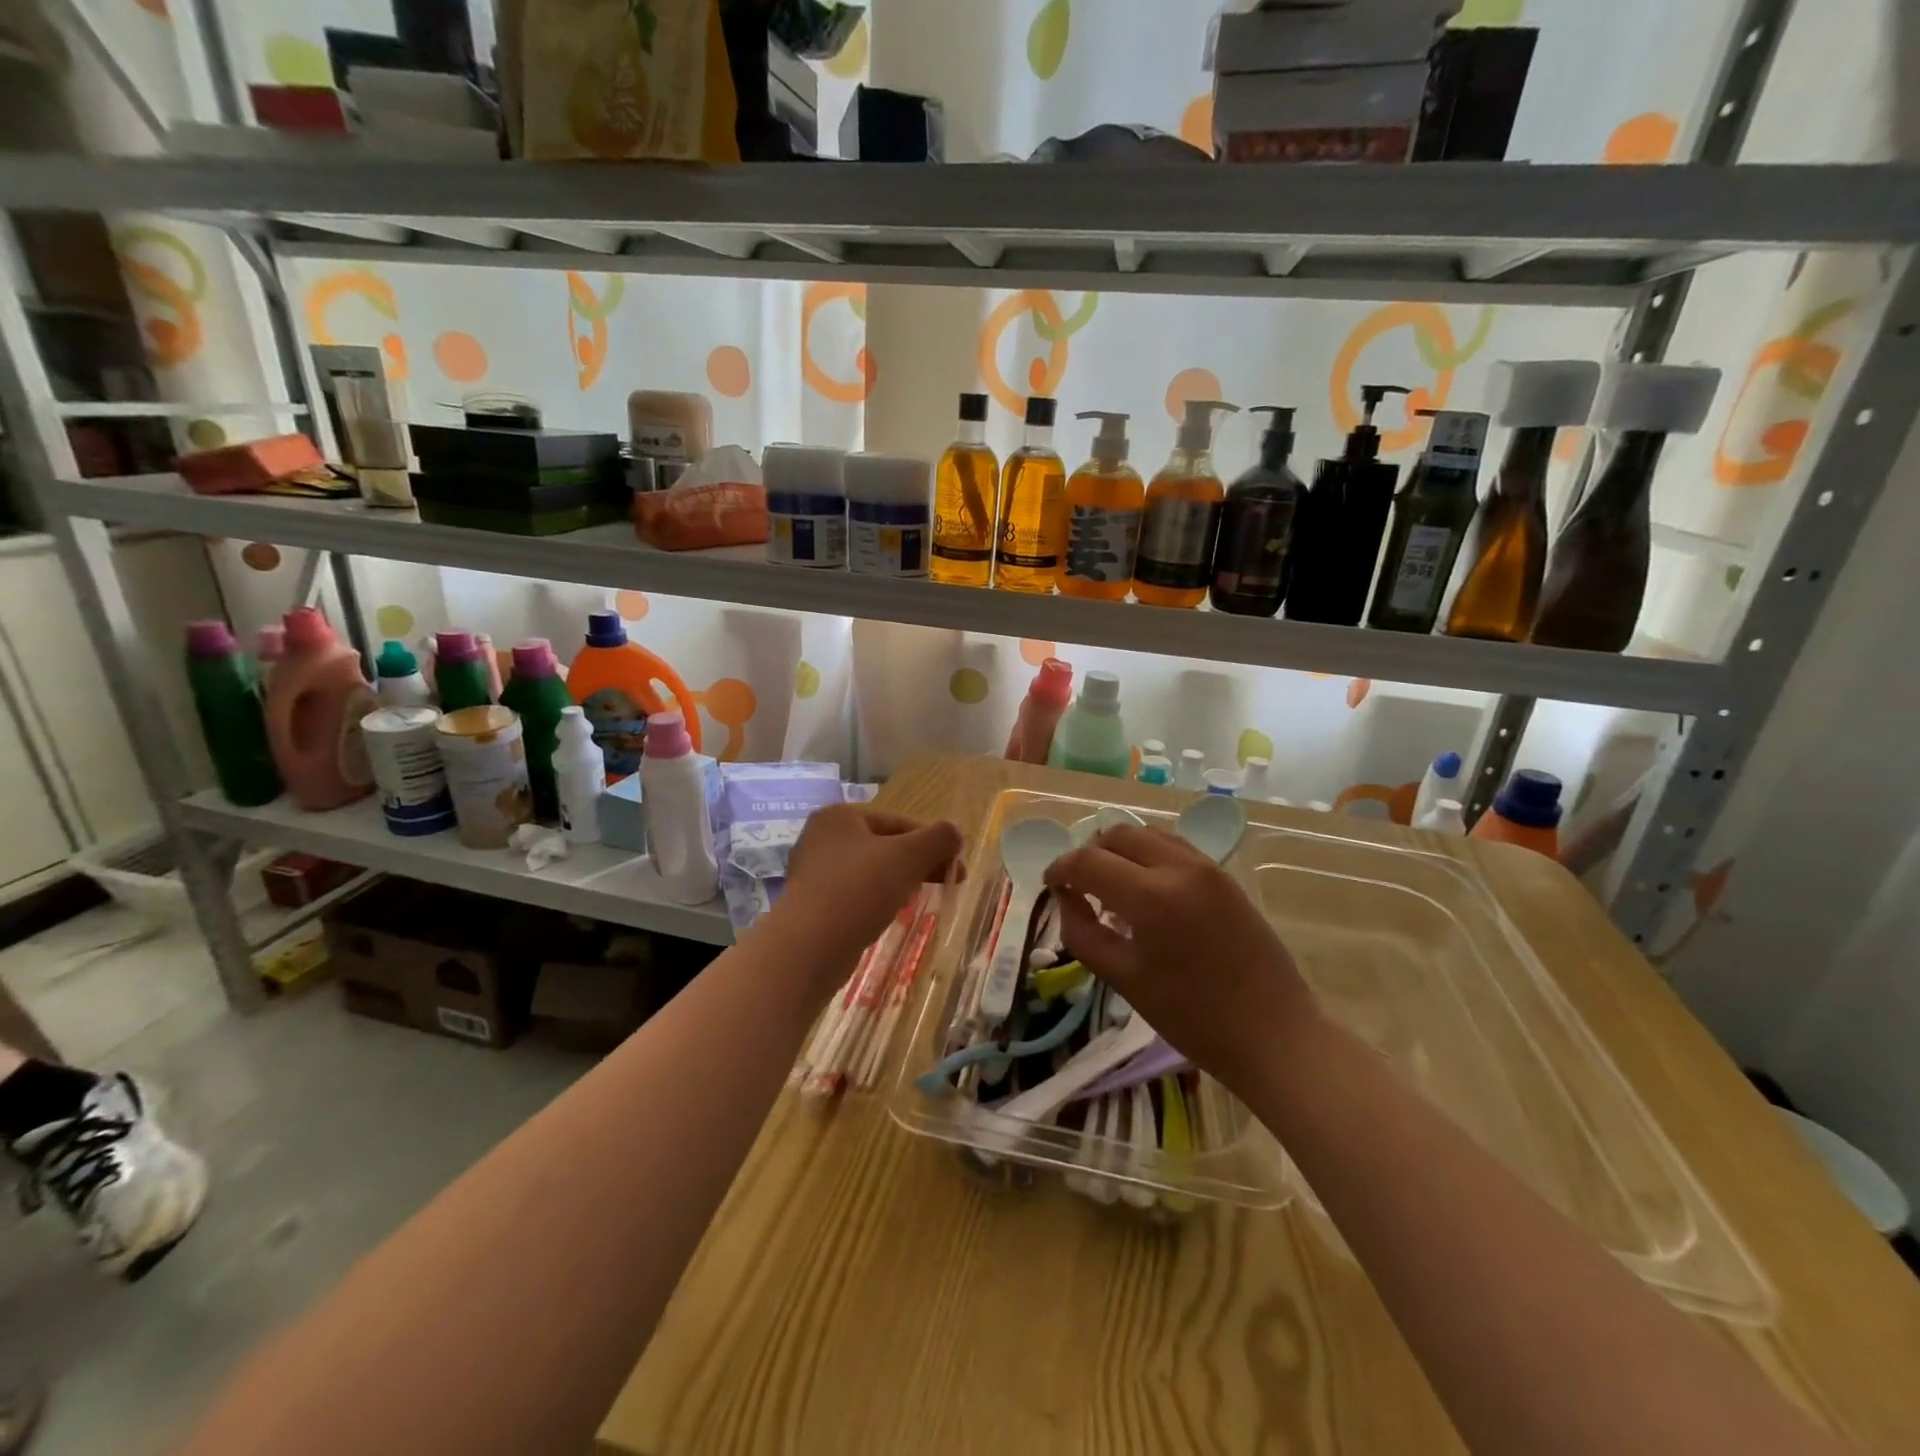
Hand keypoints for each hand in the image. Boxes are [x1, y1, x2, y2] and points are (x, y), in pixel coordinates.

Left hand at [775, 805, 963, 991]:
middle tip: (948, 882)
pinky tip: (891, 914)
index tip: (957, 866)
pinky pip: (855, 893)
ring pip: (871, 870)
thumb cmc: (858, 890)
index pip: (899, 821)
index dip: (933, 842)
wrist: (807, 948)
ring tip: (922, 898)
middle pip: (885, 844)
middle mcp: (822, 837)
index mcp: (840, 816)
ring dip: (900, 880)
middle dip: (919, 862)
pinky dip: (878, 899)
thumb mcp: (907, 857)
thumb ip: (938, 838)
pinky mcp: (812, 903)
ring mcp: (813, 872)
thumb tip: (955, 832)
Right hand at [1043, 825, 1318, 1096]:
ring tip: (1111, 885)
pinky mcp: (1225, 876)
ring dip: (1120, 850)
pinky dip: (1148, 855)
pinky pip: (1174, 847)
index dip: (1060, 869)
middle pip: (1117, 835)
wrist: (1275, 1034)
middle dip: (1089, 854)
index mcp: (1151, 897)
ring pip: (1147, 834)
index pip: (1088, 861)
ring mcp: (1207, 867)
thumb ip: (1084, 933)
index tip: (1051, 886)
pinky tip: (1146, 888)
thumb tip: (1066, 899)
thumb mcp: (1124, 980)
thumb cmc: (1193, 1018)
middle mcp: (1179, 868)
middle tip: (1079, 887)